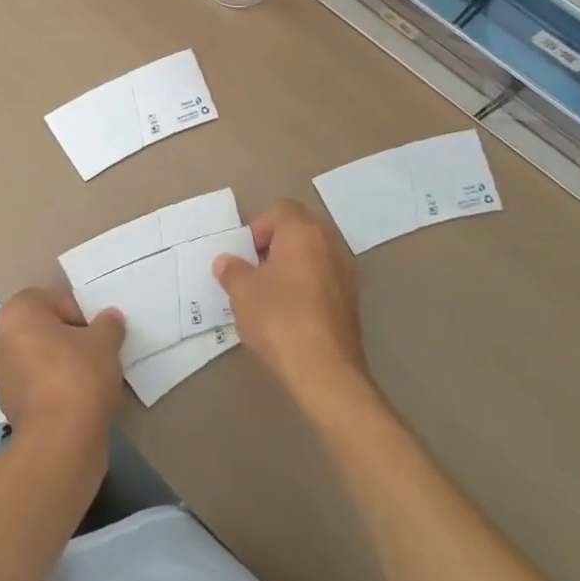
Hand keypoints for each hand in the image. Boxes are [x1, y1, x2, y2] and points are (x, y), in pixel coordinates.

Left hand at [0, 288, 124, 483]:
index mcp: (16, 313)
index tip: (97, 334)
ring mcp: (1, 377)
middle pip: (43, 330)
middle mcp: (0, 340)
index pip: (53, 300)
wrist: (59, 443)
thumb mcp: (104, 342)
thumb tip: (109, 319)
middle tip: (96, 354)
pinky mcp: (9, 408)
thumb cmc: (78, 376)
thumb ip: (108, 324)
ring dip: (60, 365)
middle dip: (68, 339)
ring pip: (38, 359)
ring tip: (90, 381)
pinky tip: (78, 403)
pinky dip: (54, 390)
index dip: (80, 315)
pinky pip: (37, 387)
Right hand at [214, 199, 371, 417]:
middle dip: (276, 244)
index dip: (259, 227)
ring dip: (293, 265)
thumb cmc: (279, 319)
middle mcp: (330, 244)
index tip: (245, 254)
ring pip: (314, 254)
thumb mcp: (242, 292)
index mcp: (303, 232)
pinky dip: (308, 285)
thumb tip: (226, 262)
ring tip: (271, 293)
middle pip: (300, 229)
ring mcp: (346, 272)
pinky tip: (291, 312)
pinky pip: (325, 278)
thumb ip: (232, 270)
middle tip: (255, 269)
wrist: (325, 371)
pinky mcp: (353, 300)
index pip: (281, 209)